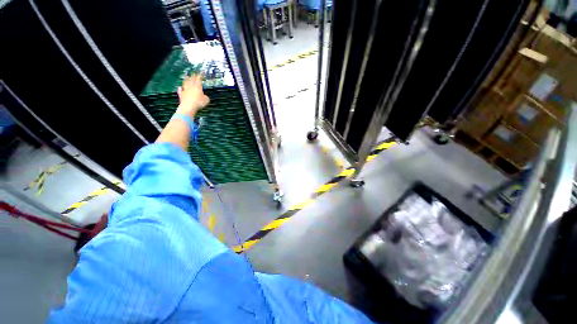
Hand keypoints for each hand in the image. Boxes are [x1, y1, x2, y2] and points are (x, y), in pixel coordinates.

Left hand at [176, 75, 209, 115]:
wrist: (189, 106)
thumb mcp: (206, 100)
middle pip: (191, 80)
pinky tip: (179, 87)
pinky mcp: (181, 95)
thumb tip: (204, 96)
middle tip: (194, 73)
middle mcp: (191, 87)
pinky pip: (181, 91)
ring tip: (186, 77)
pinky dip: (180, 89)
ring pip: (185, 83)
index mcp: (197, 86)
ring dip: (186, 80)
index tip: (201, 72)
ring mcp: (185, 90)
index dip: (200, 75)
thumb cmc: (199, 102)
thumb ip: (206, 97)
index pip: (199, 79)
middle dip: (193, 76)